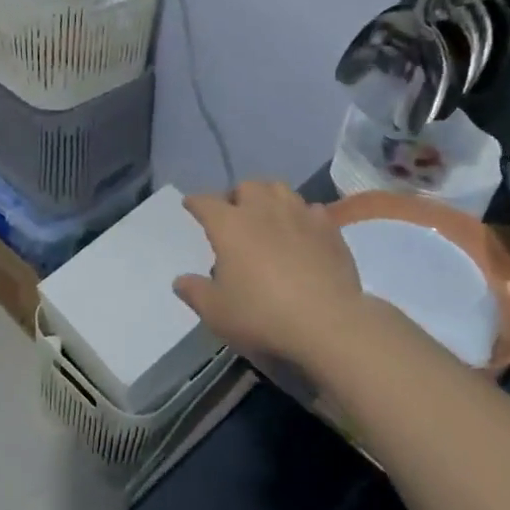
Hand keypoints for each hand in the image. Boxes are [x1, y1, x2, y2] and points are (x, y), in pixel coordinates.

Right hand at [174, 181, 365, 369]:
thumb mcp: (216, 312)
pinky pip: (311, 210)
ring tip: (268, 217)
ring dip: (269, 198)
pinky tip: (302, 233)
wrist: (327, 322)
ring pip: (280, 190)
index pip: (205, 202)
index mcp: (230, 225)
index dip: (195, 203)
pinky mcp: (329, 229)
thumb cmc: (262, 315)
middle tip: (234, 216)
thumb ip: (195, 292)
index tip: (190, 205)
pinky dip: (302, 217)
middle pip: (246, 186)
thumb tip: (180, 281)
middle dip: (237, 196)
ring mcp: (299, 215)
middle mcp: (263, 210)